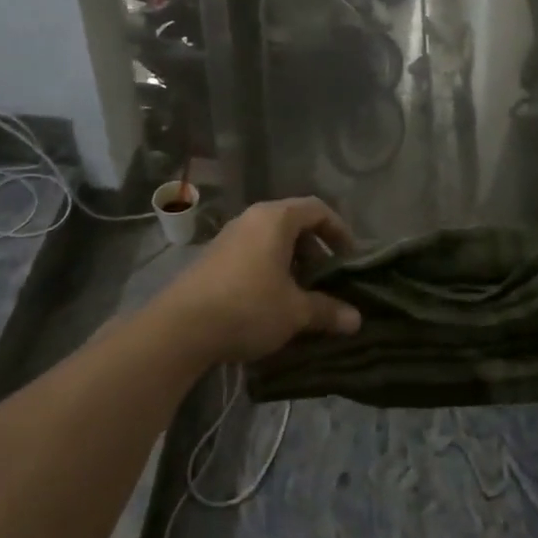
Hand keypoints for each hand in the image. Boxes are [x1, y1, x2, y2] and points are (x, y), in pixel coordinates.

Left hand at [155, 197, 362, 364]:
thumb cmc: (248, 307)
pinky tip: (272, 301)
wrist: (181, 328)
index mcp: (275, 219)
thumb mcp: (295, 312)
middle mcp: (251, 219)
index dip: (339, 230)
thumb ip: (327, 311)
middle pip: (293, 223)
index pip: (317, 209)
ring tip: (302, 293)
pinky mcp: (213, 258)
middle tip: (328, 280)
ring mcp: (228, 237)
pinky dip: (270, 269)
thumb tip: (356, 319)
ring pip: (271, 240)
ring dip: (292, 262)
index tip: (351, 258)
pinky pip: (252, 254)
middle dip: (316, 250)